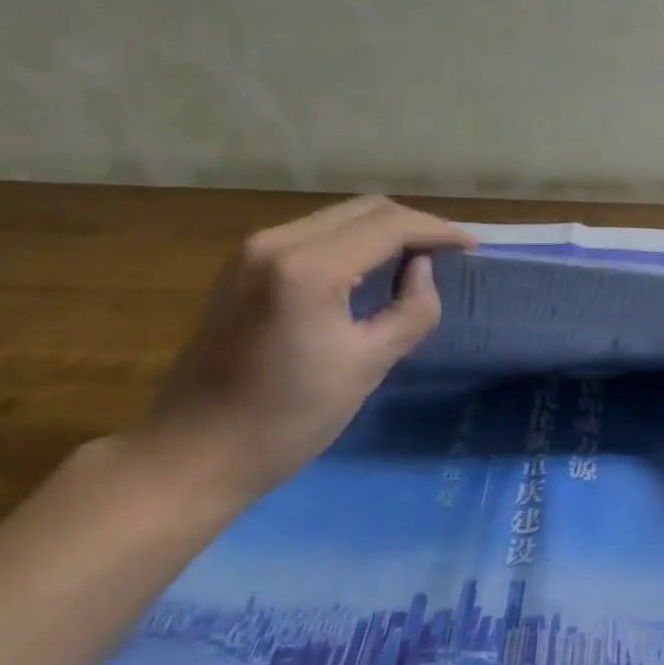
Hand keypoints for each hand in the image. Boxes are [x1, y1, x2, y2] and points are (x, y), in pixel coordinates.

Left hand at [134, 197, 475, 505]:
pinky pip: (312, 235)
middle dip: (412, 225)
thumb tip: (422, 270)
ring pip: (337, 218)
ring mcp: (252, 250)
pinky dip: (350, 242)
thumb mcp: (366, 366)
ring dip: (381, 231)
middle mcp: (276, 242)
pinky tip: (368, 268)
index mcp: (308, 268)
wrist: (191, 455)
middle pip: (363, 209)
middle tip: (447, 254)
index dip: (437, 230)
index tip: (472, 247)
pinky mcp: (242, 266)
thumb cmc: (286, 420)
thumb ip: (411, 310)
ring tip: (416, 259)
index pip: (388, 225)